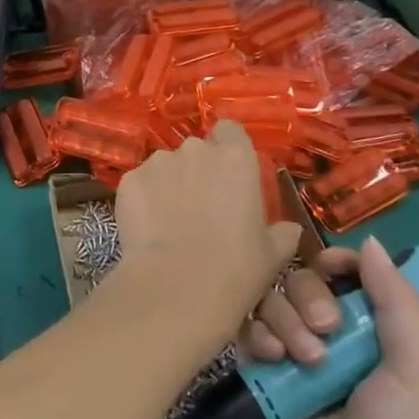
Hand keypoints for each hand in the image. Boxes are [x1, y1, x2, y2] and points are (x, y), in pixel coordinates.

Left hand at [112, 121, 301, 350]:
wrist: (177, 288)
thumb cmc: (235, 269)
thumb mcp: (272, 255)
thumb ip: (281, 233)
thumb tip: (288, 229)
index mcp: (235, 158)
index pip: (230, 131)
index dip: (228, 147)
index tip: (229, 174)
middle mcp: (195, 150)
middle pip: (196, 151)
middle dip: (197, 172)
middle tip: (201, 209)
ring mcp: (158, 162)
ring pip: (165, 167)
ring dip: (169, 186)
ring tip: (170, 223)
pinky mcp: (129, 180)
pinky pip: (140, 184)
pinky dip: (144, 200)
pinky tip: (148, 230)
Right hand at [239, 236, 418, 418]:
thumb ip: (398, 302)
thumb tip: (369, 240)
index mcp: (366, 330)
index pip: (339, 273)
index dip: (333, 262)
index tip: (331, 267)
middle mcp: (323, 335)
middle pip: (297, 280)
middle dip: (308, 296)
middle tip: (326, 332)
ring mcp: (287, 355)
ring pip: (267, 301)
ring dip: (283, 318)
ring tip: (301, 359)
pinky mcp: (256, 377)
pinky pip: (241, 333)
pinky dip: (254, 336)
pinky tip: (271, 359)